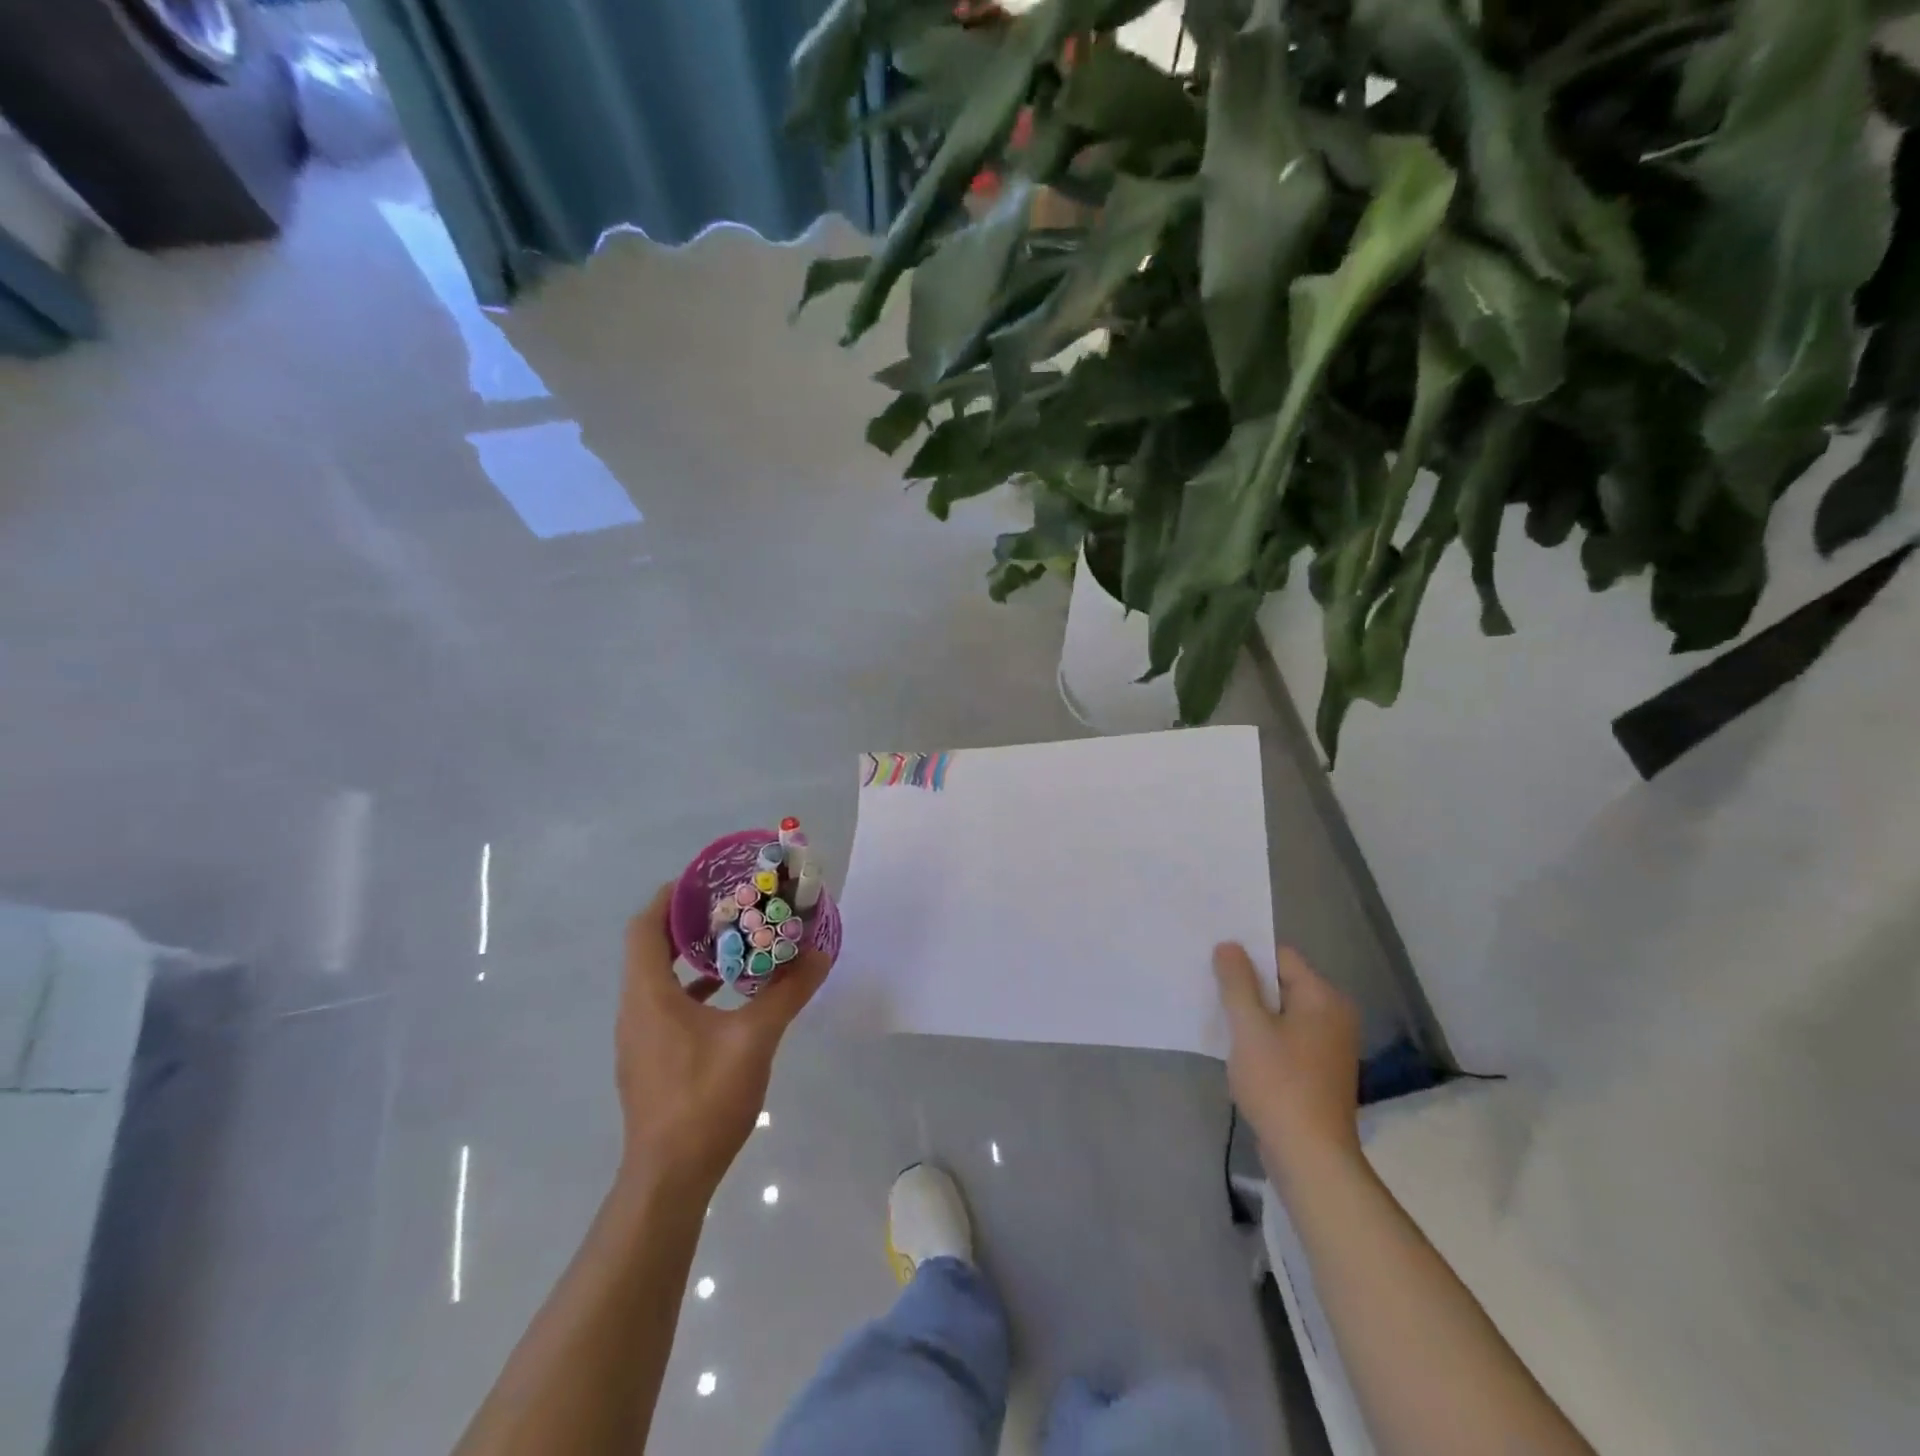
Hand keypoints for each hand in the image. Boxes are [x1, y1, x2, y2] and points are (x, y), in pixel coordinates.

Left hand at [615, 885, 829, 1195]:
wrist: (669, 1179)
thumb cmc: (704, 1099)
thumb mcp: (755, 1039)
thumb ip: (787, 993)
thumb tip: (819, 954)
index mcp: (648, 996)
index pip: (644, 928)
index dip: (669, 898)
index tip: (704, 879)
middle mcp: (635, 1010)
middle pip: (651, 949)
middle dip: (688, 923)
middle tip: (731, 905)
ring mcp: (640, 1039)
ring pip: (659, 980)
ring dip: (692, 957)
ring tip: (736, 942)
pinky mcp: (651, 1061)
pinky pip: (668, 1006)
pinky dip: (695, 989)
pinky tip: (732, 997)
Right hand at [1214, 942, 1362, 1184]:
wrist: (1310, 1157)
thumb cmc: (1279, 1084)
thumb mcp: (1249, 1027)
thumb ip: (1237, 982)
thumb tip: (1229, 945)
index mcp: (1323, 998)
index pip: (1281, 956)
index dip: (1246, 955)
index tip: (1213, 962)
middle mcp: (1334, 1016)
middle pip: (1282, 983)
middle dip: (1246, 985)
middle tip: (1209, 986)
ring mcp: (1330, 1046)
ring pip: (1282, 1012)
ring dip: (1252, 1013)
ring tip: (1218, 1016)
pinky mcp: (1320, 1071)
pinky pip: (1287, 1037)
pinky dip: (1264, 1037)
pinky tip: (1238, 1048)